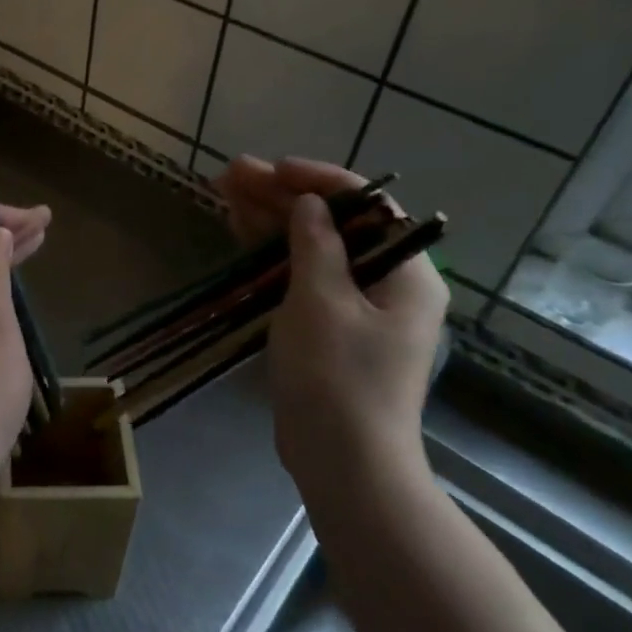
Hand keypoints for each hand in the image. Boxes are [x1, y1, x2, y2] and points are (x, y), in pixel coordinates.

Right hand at [216, 156, 446, 513]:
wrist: (343, 463)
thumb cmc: (337, 378)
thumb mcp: (322, 301)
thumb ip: (316, 244)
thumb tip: (310, 205)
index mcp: (407, 274)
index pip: (368, 206)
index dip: (319, 180)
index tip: (274, 169)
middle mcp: (389, 285)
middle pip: (335, 224)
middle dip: (283, 196)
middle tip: (232, 174)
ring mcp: (358, 308)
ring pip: (313, 248)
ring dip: (272, 220)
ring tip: (225, 192)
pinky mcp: (331, 329)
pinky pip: (303, 276)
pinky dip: (273, 254)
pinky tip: (241, 232)